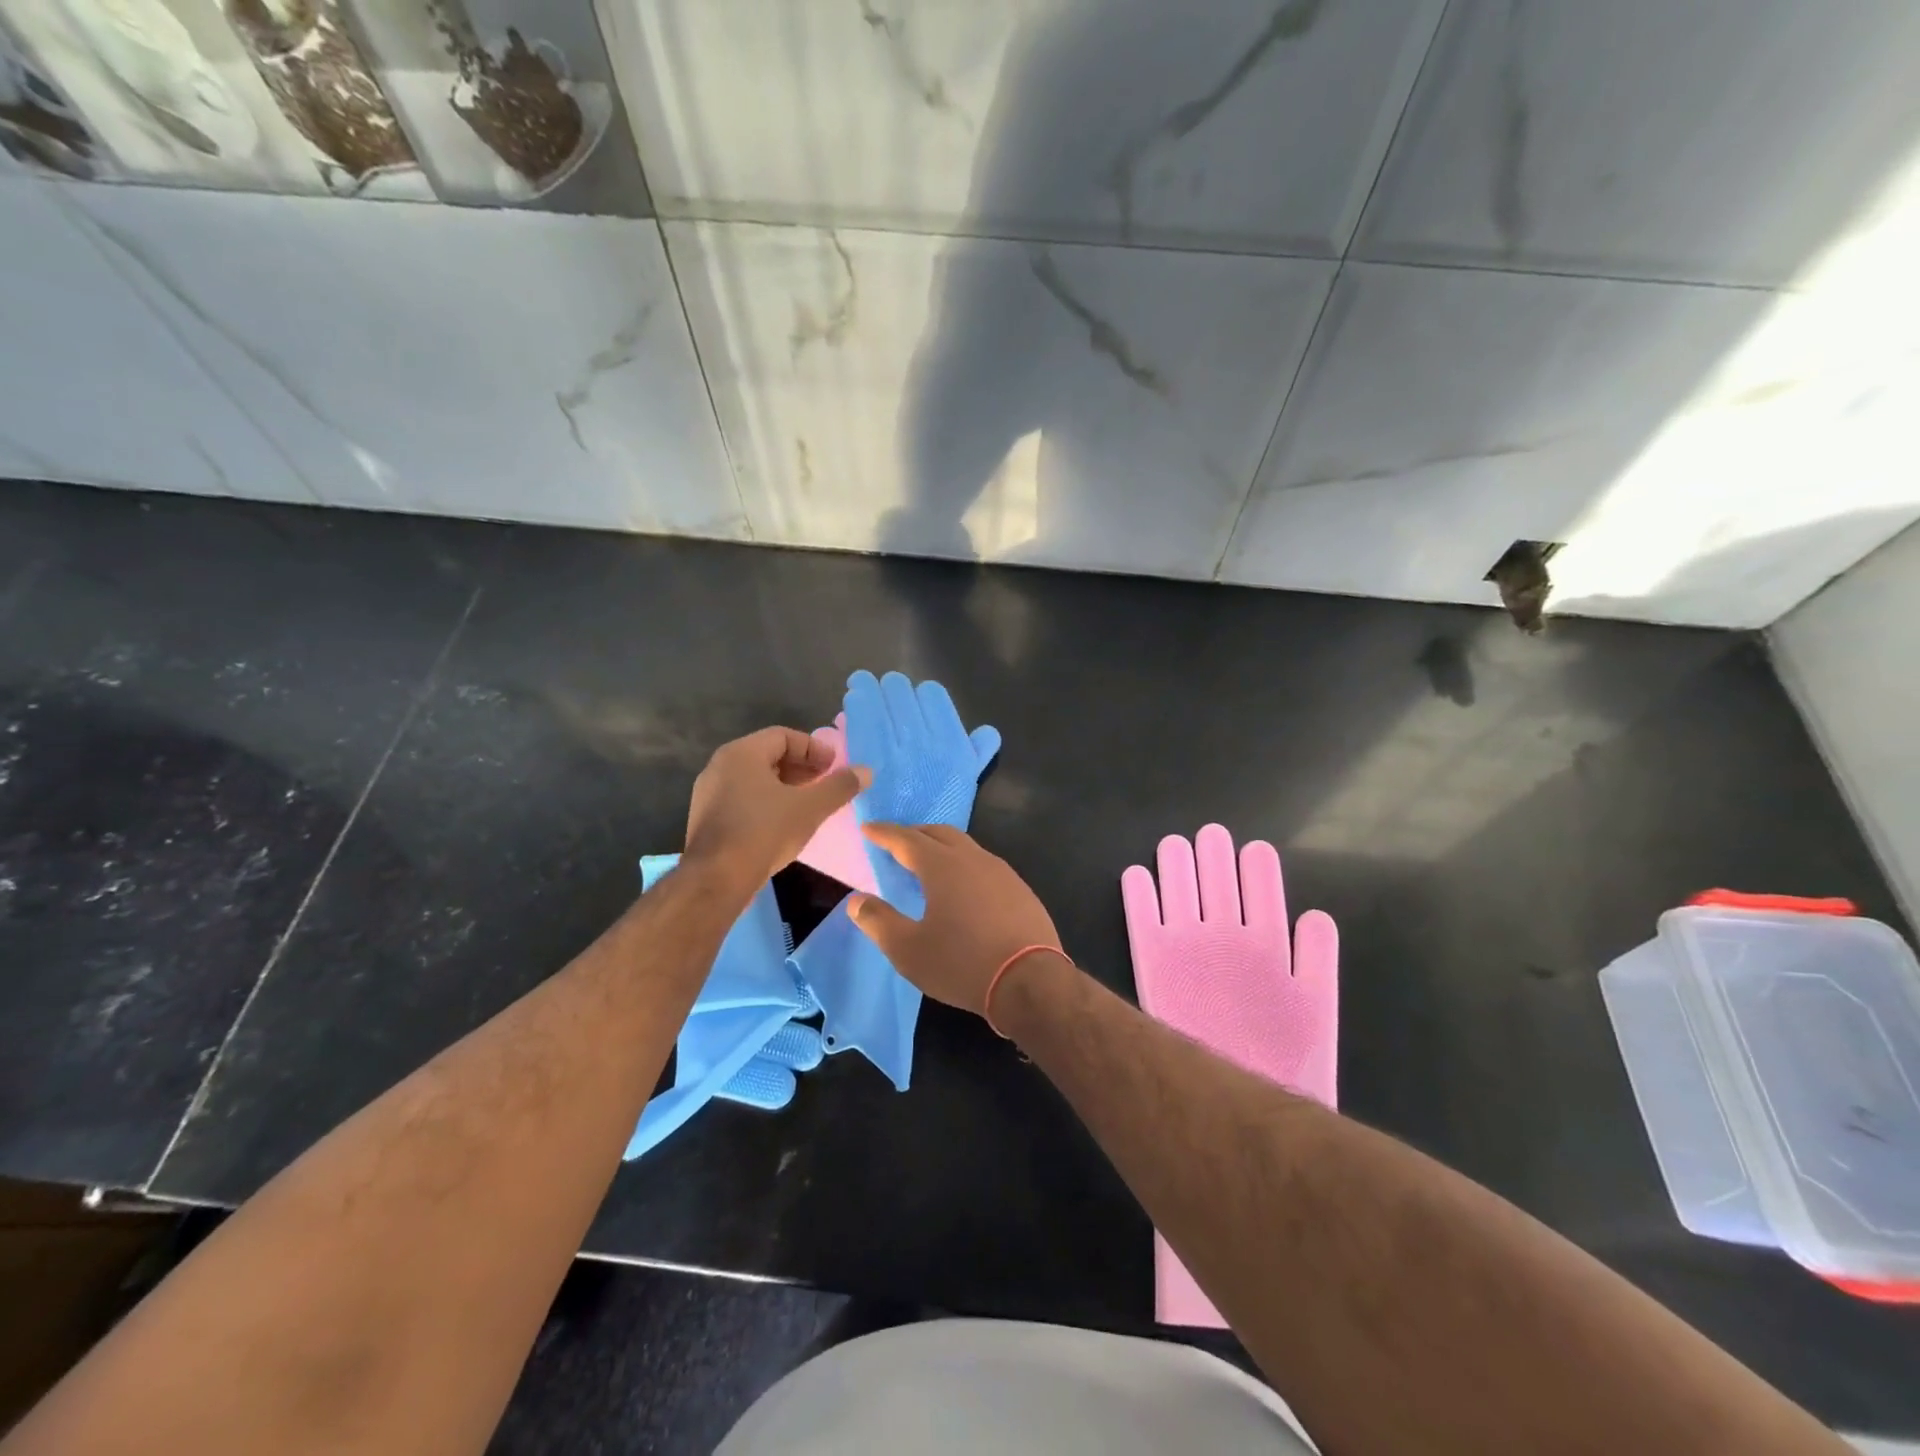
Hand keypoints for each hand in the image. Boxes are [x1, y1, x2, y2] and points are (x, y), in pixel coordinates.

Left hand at [685, 727, 868, 890]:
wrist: (716, 879)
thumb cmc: (764, 832)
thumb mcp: (810, 808)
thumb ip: (839, 786)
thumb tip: (866, 771)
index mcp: (742, 753)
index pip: (783, 736)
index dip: (814, 749)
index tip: (834, 767)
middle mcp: (720, 765)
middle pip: (768, 755)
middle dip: (801, 767)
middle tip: (825, 784)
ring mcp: (708, 793)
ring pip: (754, 779)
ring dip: (785, 786)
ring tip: (808, 804)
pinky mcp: (706, 818)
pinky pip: (742, 798)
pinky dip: (766, 802)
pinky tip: (783, 823)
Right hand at [847, 824, 1061, 1016]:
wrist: (1030, 981)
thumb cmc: (962, 963)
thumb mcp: (908, 949)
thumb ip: (878, 921)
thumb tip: (856, 900)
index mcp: (942, 866)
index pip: (906, 839)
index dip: (884, 833)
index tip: (867, 828)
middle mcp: (973, 858)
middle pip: (939, 833)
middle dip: (914, 833)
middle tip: (896, 841)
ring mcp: (1002, 872)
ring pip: (966, 846)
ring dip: (942, 846)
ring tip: (927, 861)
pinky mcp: (1020, 890)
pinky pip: (985, 865)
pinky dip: (964, 864)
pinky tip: (964, 886)